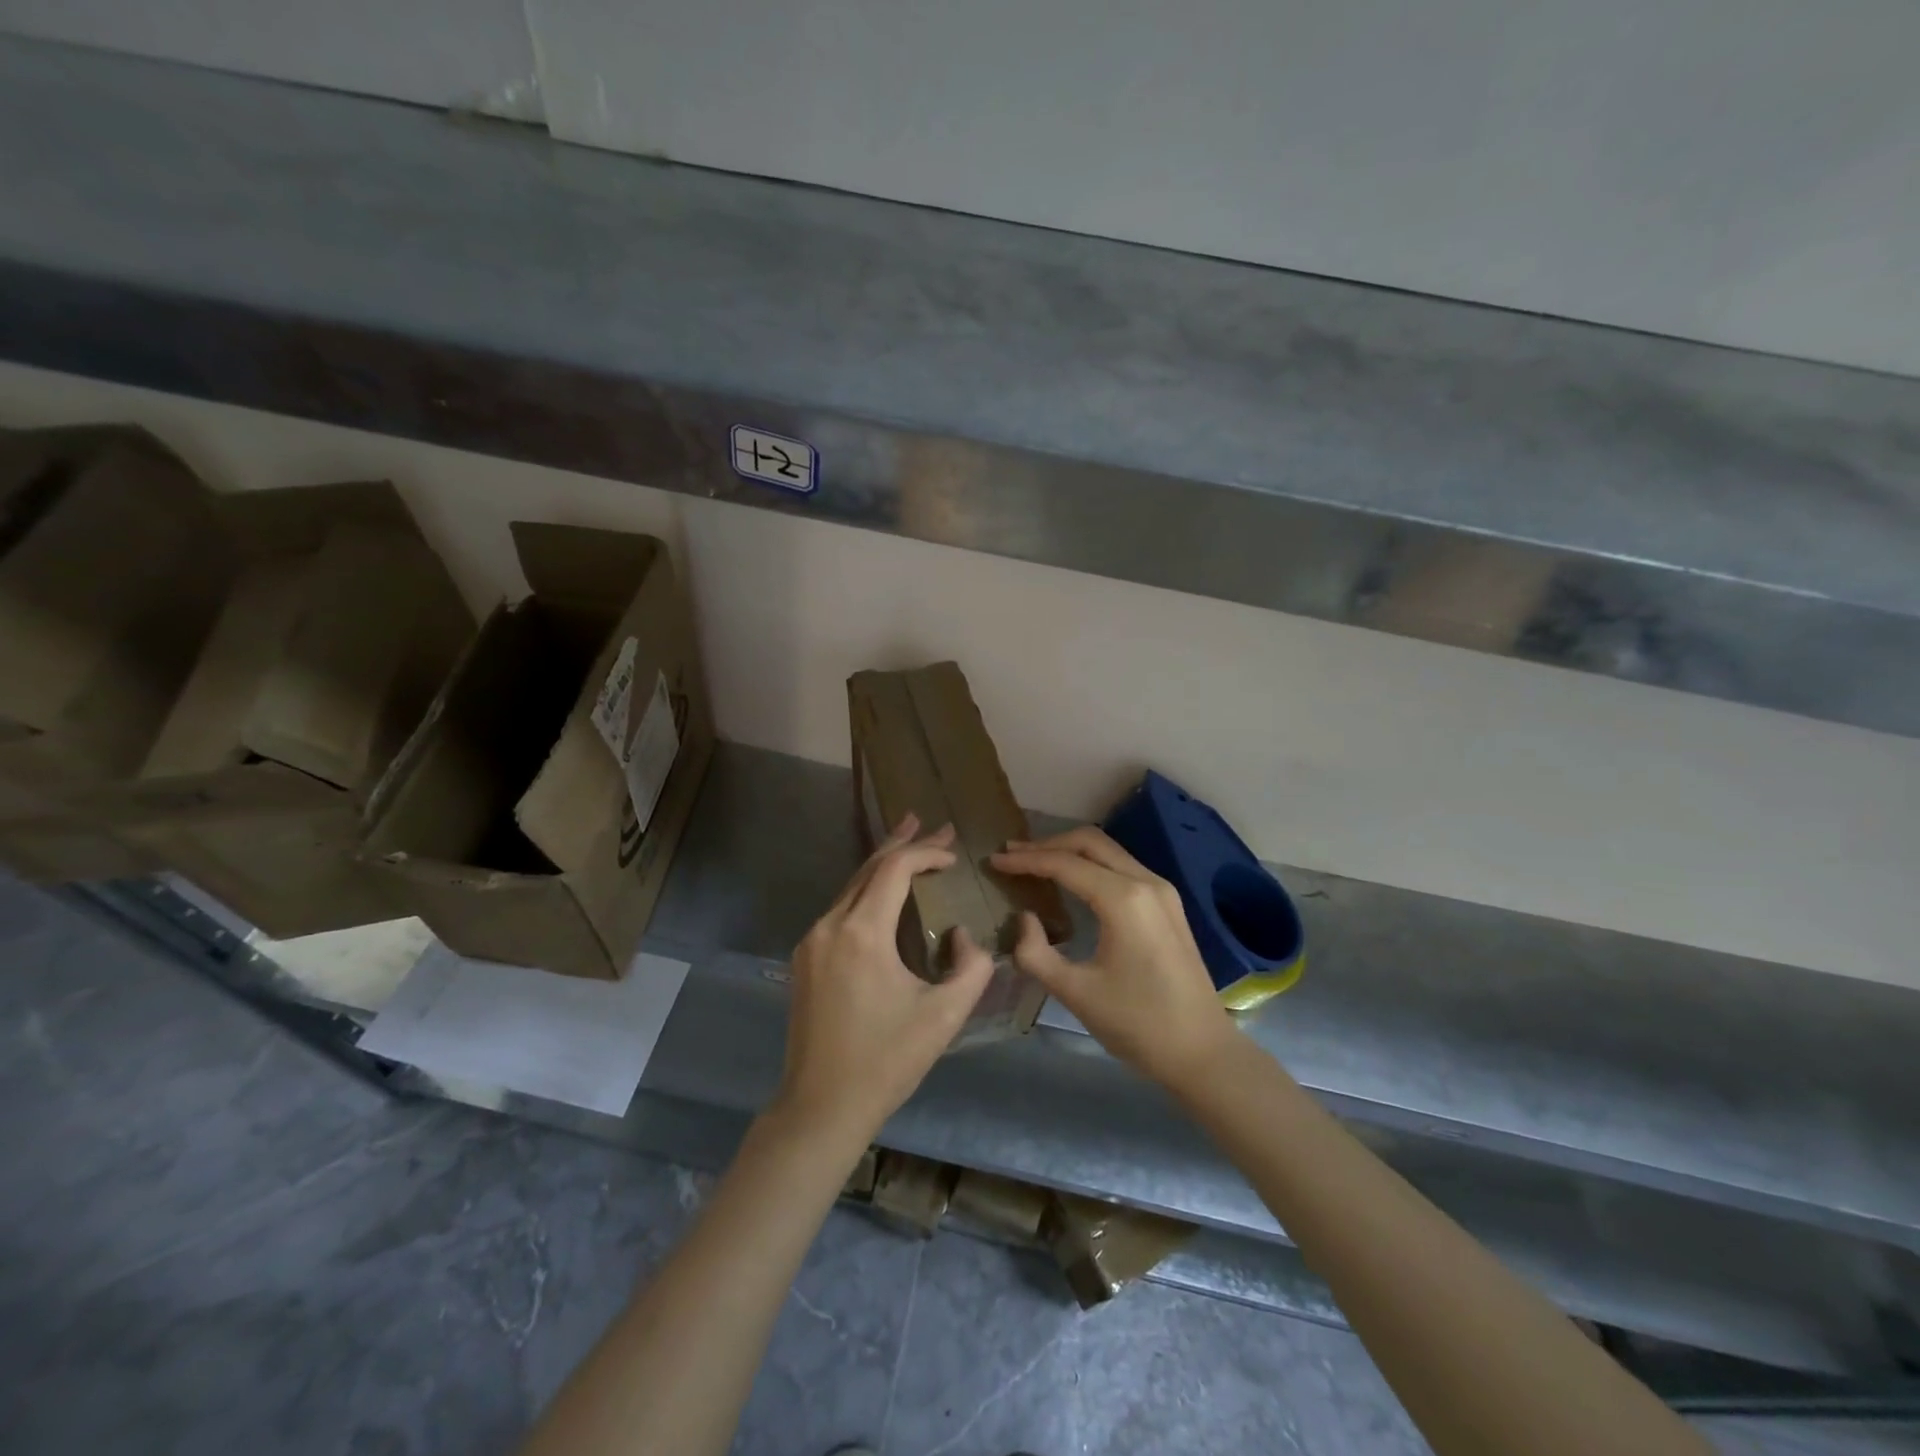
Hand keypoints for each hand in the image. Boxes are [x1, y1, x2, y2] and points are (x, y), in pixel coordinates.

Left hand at [775, 815, 995, 1147]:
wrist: (820, 1106)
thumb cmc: (886, 1061)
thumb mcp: (945, 1016)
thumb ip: (971, 966)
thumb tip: (961, 935)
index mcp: (861, 933)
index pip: (894, 869)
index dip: (927, 853)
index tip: (955, 855)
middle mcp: (830, 925)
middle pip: (868, 867)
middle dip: (904, 842)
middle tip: (932, 822)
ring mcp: (812, 941)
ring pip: (851, 886)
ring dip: (883, 864)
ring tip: (910, 841)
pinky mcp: (805, 958)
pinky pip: (840, 909)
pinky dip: (866, 891)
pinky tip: (883, 892)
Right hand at [991, 827, 1234, 1089]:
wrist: (1202, 1052)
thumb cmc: (1138, 1024)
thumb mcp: (1076, 993)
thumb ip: (1036, 953)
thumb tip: (1023, 919)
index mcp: (1123, 899)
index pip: (1064, 864)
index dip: (1026, 860)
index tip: (995, 861)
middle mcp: (1145, 882)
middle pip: (1089, 842)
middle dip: (1047, 844)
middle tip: (1012, 854)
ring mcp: (1162, 890)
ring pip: (1108, 851)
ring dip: (1070, 851)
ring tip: (1034, 862)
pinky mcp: (1168, 904)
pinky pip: (1122, 867)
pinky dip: (1091, 864)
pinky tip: (1071, 881)